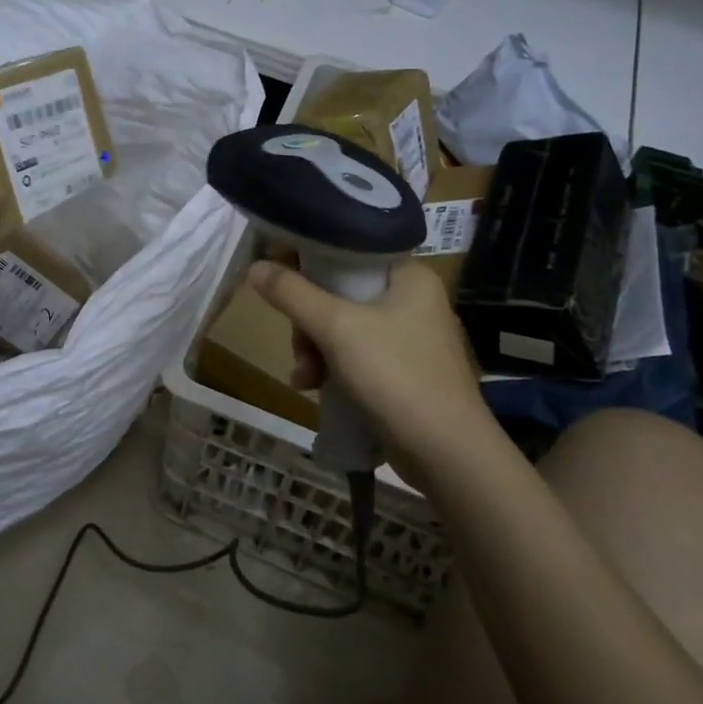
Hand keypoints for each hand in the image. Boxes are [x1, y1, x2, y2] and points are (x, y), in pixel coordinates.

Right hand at [249, 258, 487, 473]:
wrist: (448, 456)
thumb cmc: (396, 376)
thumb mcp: (337, 328)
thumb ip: (292, 294)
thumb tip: (254, 266)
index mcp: (408, 275)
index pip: (347, 247)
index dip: (306, 254)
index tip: (273, 269)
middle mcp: (411, 298)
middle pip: (340, 289)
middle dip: (308, 319)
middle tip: (298, 343)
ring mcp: (408, 337)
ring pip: (342, 325)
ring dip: (314, 347)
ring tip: (304, 375)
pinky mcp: (402, 370)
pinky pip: (354, 353)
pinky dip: (331, 366)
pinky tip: (313, 387)